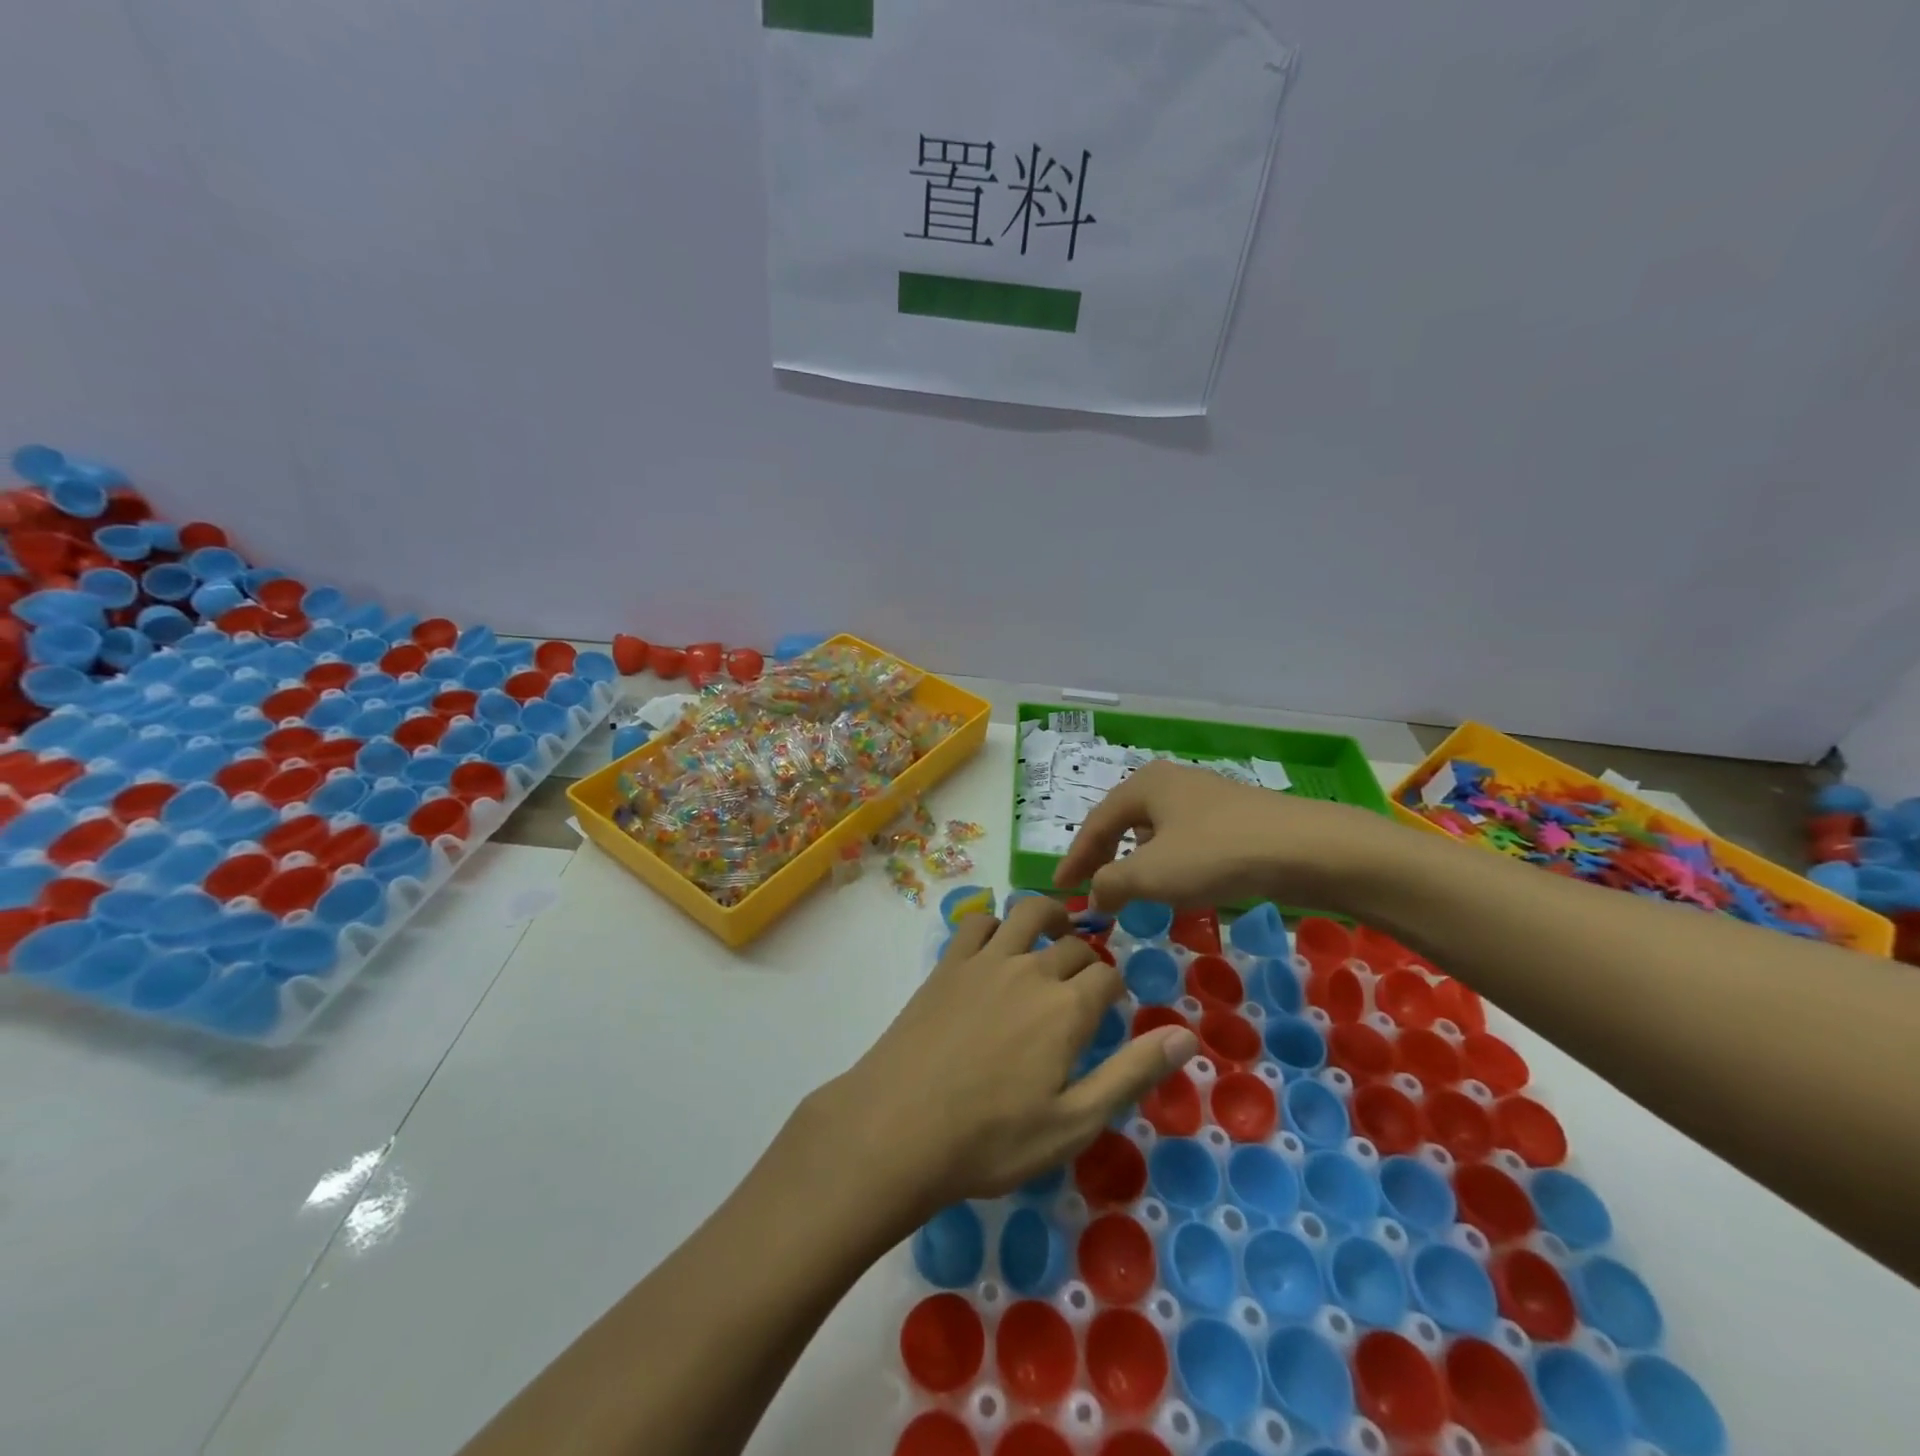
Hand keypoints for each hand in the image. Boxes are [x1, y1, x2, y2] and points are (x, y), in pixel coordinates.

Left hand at [811, 896, 1197, 1221]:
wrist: (899, 1128)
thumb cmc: (992, 1139)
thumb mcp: (1074, 1122)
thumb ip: (1131, 1073)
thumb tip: (1187, 1035)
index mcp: (1067, 1008)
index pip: (1108, 976)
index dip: (1116, 988)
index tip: (1111, 1007)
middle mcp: (1031, 969)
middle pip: (1073, 945)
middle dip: (1087, 959)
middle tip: (1084, 983)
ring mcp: (985, 960)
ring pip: (1028, 913)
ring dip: (1050, 916)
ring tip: (1055, 932)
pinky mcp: (947, 964)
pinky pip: (977, 922)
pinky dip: (995, 923)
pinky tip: (996, 945)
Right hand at [1054, 759, 1391, 913]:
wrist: (1308, 848)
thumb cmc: (1216, 854)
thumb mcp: (1152, 874)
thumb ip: (1111, 884)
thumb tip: (1094, 896)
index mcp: (1144, 785)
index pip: (1095, 823)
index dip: (1075, 858)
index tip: (1060, 889)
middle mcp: (1170, 782)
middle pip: (1124, 821)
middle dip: (1105, 856)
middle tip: (1091, 888)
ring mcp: (1206, 797)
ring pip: (1156, 830)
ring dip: (1138, 861)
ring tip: (1132, 890)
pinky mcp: (1234, 817)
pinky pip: (1185, 839)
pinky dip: (1170, 862)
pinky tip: (1180, 884)